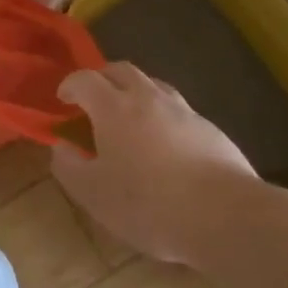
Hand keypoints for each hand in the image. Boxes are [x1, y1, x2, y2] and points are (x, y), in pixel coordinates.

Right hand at [50, 62, 262, 266]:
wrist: (228, 217)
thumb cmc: (150, 205)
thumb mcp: (95, 194)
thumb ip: (69, 168)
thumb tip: (60, 147)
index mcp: (113, 107)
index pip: (84, 79)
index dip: (70, 85)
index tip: (63, 98)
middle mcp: (147, 98)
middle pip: (121, 70)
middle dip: (103, 78)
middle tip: (94, 97)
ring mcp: (183, 111)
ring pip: (153, 85)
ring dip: (135, 91)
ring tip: (130, 115)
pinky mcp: (211, 130)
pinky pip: (179, 110)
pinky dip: (163, 115)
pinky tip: (166, 143)